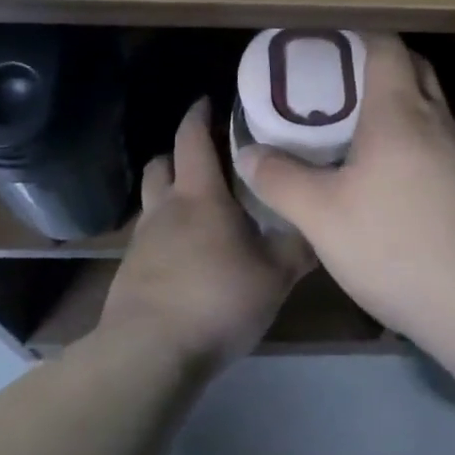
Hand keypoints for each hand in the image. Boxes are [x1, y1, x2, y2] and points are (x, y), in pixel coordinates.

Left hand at [100, 99, 313, 369]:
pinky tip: (188, 255)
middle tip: (208, 155)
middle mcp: (165, 208)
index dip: (199, 114)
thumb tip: (324, 221)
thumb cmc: (216, 300)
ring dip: (169, 192)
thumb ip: (299, 246)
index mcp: (199, 195)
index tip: (210, 100)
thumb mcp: (274, 275)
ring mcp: (142, 241)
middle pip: (161, 163)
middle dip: (179, 152)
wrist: (148, 354)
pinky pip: (148, 237)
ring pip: (152, 200)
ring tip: (199, 206)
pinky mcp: (130, 273)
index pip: (191, 137)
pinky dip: (166, 232)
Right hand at [237, 34, 454, 344]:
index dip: (358, 33)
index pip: (386, 46)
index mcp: (399, 111)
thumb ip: (281, 180)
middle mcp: (435, 121)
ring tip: (355, 123)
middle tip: (336, 77)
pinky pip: (437, 141)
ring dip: (397, 101)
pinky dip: (412, 138)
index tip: (326, 38)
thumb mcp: (322, 217)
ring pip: (428, 106)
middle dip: (379, 61)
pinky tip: (388, 173)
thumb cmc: (397, 244)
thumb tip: (247, 153)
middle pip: (413, 68)